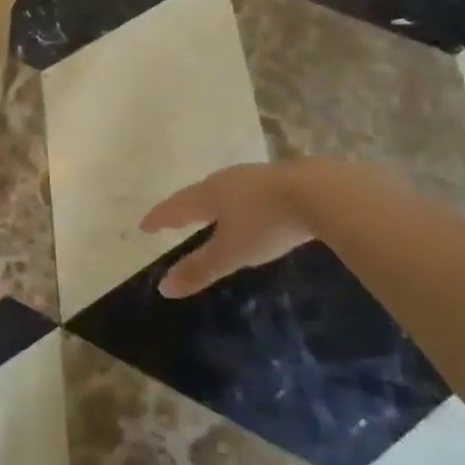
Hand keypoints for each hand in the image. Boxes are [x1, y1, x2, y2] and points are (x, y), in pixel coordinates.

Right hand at [140, 162, 313, 298]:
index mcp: (209, 194)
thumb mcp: (232, 252)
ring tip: (212, 214)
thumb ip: (200, 269)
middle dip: (186, 207)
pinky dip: (242, 203)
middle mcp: (228, 180)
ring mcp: (256, 176)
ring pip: (227, 190)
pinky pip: (251, 192)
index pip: (176, 207)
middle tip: (176, 218)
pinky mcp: (283, 180)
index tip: (144, 225)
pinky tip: (253, 210)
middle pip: (199, 194)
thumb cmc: (266, 223)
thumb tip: (163, 288)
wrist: (321, 193)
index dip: (160, 218)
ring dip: (215, 203)